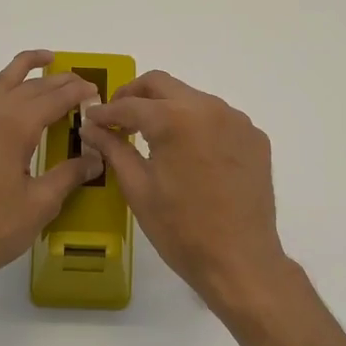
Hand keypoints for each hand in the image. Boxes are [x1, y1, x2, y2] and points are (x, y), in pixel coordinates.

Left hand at [0, 51, 103, 298]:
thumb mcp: (39, 205)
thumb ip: (69, 175)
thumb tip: (95, 158)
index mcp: (15, 125)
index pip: (55, 98)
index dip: (78, 93)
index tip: (97, 93)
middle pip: (30, 86)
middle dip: (58, 81)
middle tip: (81, 82)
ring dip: (22, 69)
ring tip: (44, 61)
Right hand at [80, 71, 291, 314]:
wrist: (240, 261)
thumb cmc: (181, 229)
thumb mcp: (138, 188)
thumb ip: (113, 149)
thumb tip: (92, 128)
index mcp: (176, 119)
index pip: (131, 104)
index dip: (106, 112)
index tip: (90, 119)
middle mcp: (210, 108)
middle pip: (163, 84)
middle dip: (135, 96)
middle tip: (117, 118)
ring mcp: (237, 121)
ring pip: (192, 98)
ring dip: (168, 108)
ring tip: (151, 136)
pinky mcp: (255, 138)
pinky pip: (218, 119)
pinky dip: (196, 125)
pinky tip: (188, 153)